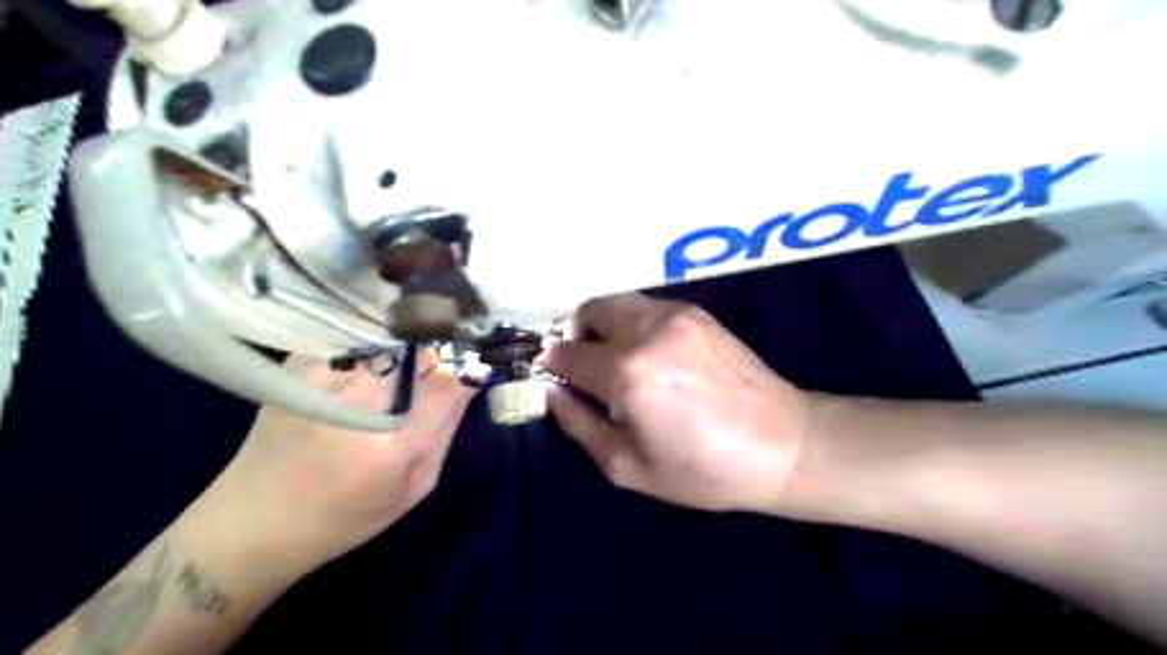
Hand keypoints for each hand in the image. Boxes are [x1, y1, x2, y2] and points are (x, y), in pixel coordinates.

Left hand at [197, 348, 474, 573]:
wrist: (252, 521)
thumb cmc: (345, 514)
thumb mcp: (414, 485)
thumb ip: (446, 428)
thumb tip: (471, 375)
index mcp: (395, 441)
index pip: (451, 376)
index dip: (469, 359)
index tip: (479, 354)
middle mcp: (359, 396)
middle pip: (421, 345)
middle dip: (441, 346)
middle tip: (444, 357)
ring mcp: (325, 373)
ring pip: (391, 333)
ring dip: (411, 339)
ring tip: (409, 357)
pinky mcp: (300, 362)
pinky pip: (358, 335)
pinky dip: (377, 340)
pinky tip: (374, 358)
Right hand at [542, 295, 813, 514]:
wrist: (782, 445)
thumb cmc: (703, 468)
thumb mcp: (627, 466)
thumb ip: (578, 424)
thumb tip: (552, 393)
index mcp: (626, 372)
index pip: (565, 354)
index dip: (553, 368)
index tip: (557, 382)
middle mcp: (646, 330)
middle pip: (588, 310)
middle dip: (577, 337)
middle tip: (590, 370)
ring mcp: (675, 315)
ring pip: (617, 303)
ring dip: (606, 327)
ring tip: (622, 363)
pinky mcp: (696, 312)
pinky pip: (647, 308)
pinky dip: (635, 325)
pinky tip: (655, 358)